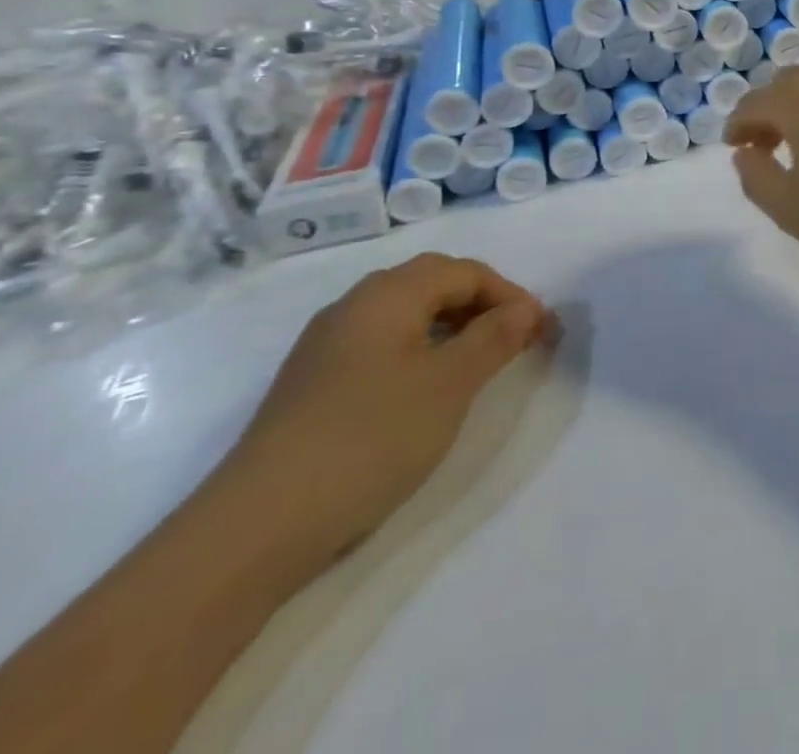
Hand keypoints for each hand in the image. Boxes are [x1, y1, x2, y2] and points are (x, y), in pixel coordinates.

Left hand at [212, 255, 554, 570]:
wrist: (256, 526)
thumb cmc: (370, 438)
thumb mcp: (450, 384)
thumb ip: (494, 338)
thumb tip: (526, 310)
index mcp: (387, 294)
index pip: (465, 272)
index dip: (511, 294)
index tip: (543, 331)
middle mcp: (354, 305)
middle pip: (433, 283)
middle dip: (483, 303)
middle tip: (516, 338)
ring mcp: (326, 345)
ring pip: (406, 313)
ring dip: (452, 326)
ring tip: (479, 362)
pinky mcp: (311, 383)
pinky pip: (381, 343)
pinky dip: (419, 349)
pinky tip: (426, 387)